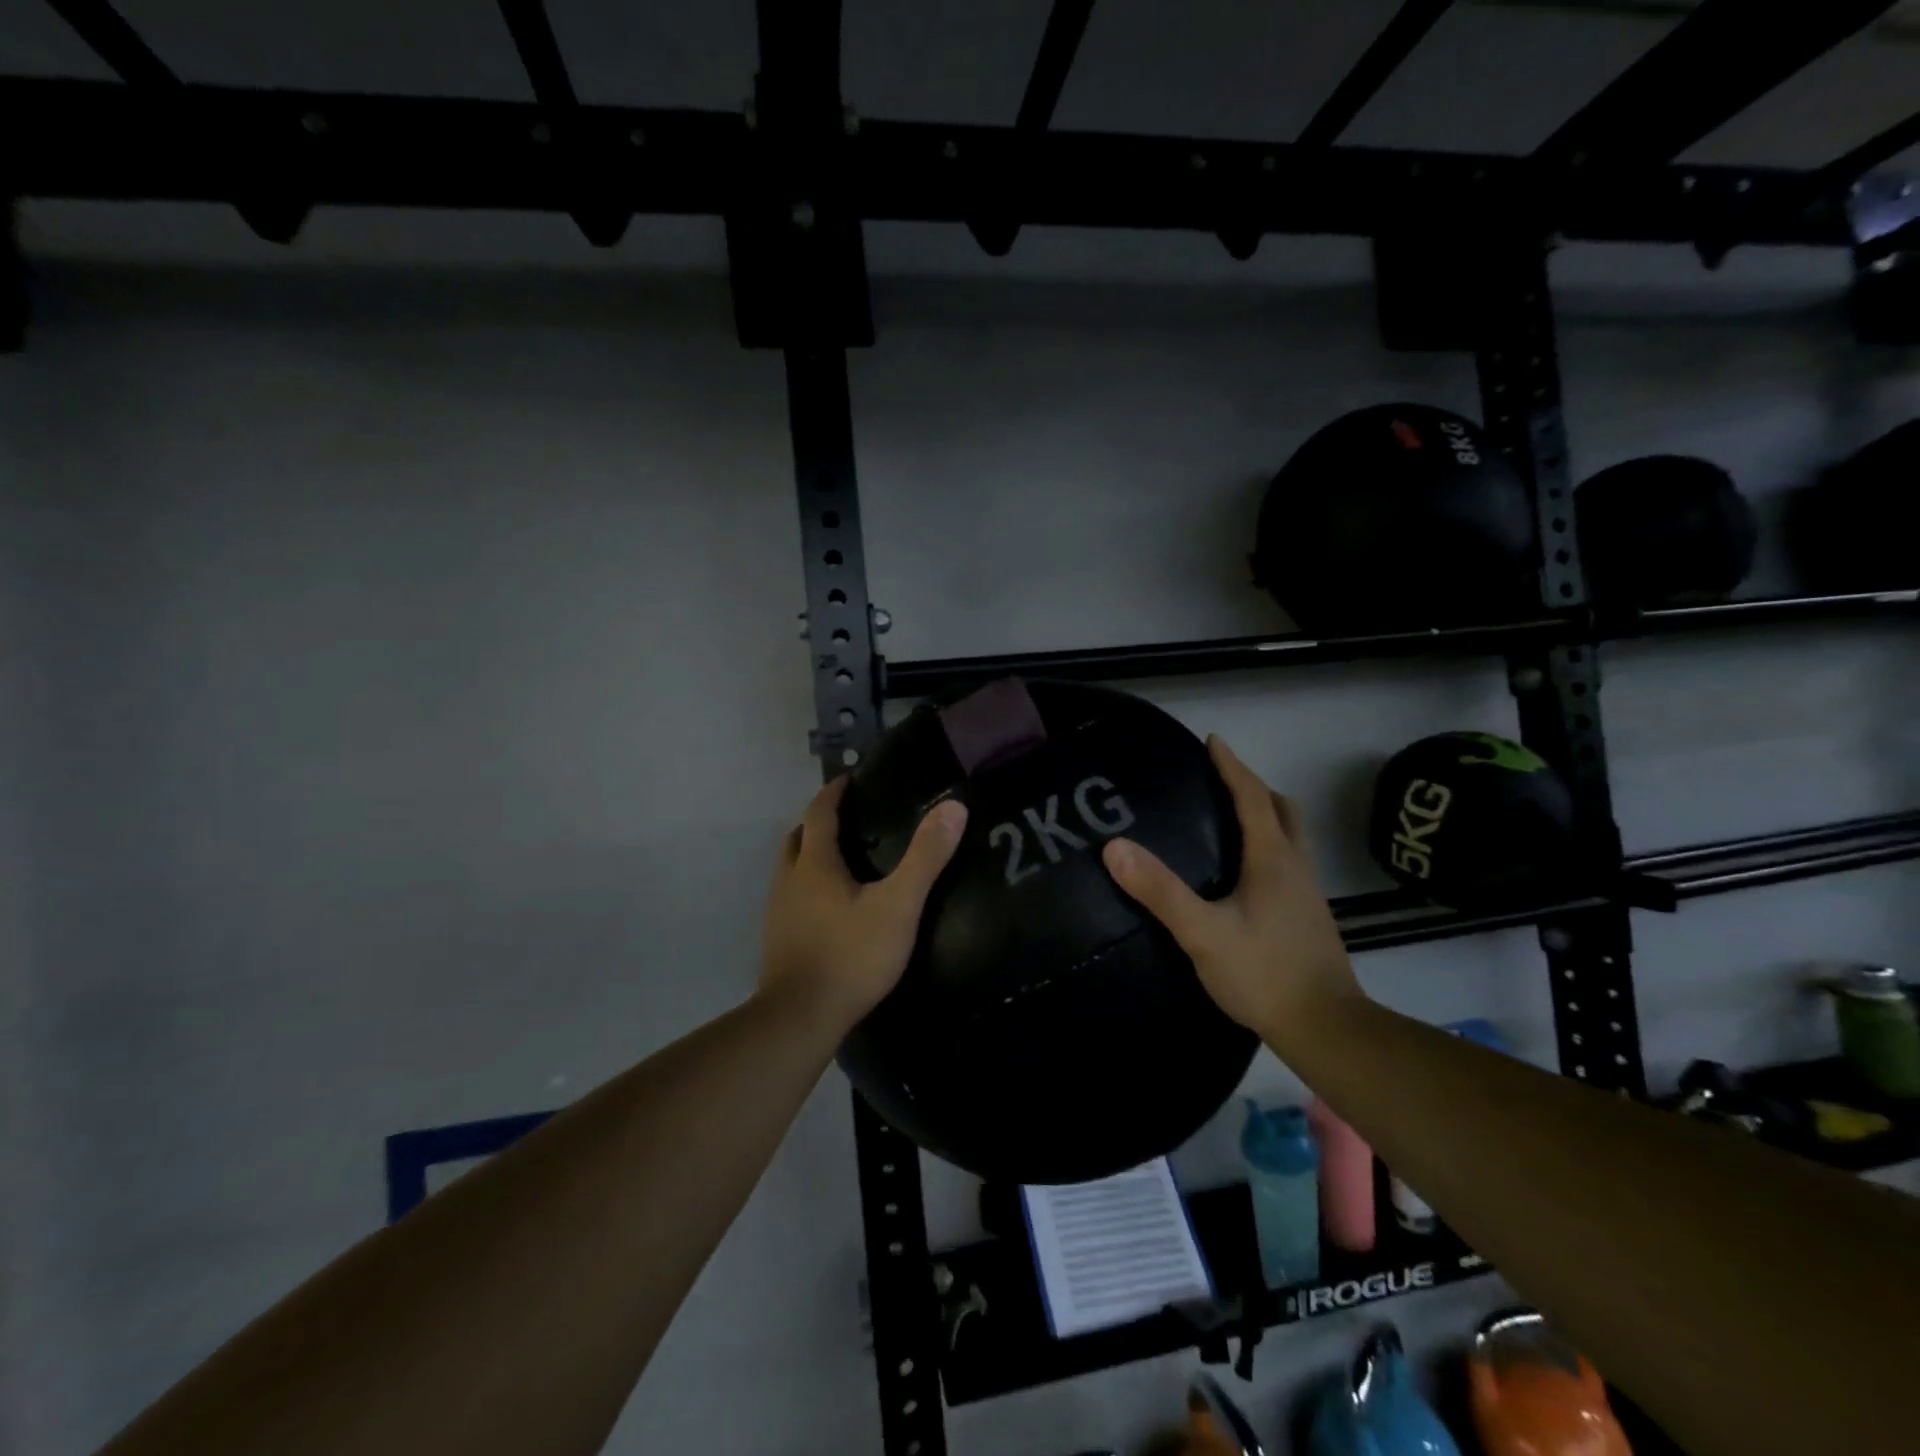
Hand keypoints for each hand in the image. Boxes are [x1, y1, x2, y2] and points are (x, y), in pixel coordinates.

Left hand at [759, 776, 968, 1034]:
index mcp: (814, 864)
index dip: (833, 792)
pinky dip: (808, 887)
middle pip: (797, 838)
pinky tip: (831, 907)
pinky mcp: (778, 940)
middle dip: (818, 822)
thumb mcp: (898, 905)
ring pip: (790, 869)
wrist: (800, 1018)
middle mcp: (789, 880)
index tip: (849, 779)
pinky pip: (791, 898)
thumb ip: (925, 857)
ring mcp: (778, 912)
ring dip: (810, 855)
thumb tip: (954, 807)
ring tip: (843, 860)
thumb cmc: (851, 955)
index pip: (819, 813)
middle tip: (848, 819)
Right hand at [1101, 736, 1360, 1038]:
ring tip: (1230, 820)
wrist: (1326, 1028)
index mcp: (1273, 858)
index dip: (1232, 766)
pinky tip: (1244, 875)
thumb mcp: (1203, 933)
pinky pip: (1288, 863)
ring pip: (1290, 837)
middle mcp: (1296, 867)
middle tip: (1222, 781)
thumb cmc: (1264, 973)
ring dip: (1266, 816)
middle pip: (1282, 810)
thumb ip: (1160, 891)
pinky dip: (1268, 847)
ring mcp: (1307, 893)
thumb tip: (1114, 847)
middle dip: (1254, 788)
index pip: (1252, 797)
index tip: (1213, 741)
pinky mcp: (1308, 917)